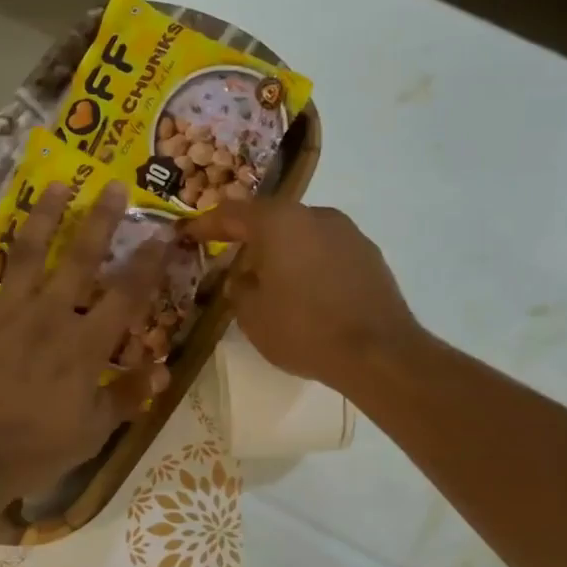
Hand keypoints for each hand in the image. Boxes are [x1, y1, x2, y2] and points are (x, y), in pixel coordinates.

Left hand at [0, 181, 169, 499]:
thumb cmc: (33, 450)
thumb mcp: (92, 433)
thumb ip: (128, 397)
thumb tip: (164, 368)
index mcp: (84, 346)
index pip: (126, 295)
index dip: (148, 262)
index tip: (163, 234)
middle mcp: (47, 317)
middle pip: (78, 258)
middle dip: (100, 219)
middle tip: (113, 185)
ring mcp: (3, 313)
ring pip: (25, 253)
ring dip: (43, 216)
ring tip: (57, 186)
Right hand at [184, 200, 420, 390]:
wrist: (377, 353)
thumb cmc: (303, 329)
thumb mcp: (252, 315)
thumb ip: (238, 288)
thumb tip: (243, 277)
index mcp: (279, 222)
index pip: (232, 213)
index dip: (206, 224)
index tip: (189, 233)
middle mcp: (315, 215)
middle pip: (271, 219)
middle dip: (248, 238)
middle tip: (230, 260)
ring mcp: (348, 233)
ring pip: (302, 234)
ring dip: (282, 251)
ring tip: (270, 280)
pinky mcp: (370, 255)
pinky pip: (326, 252)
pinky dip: (309, 264)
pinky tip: (306, 292)